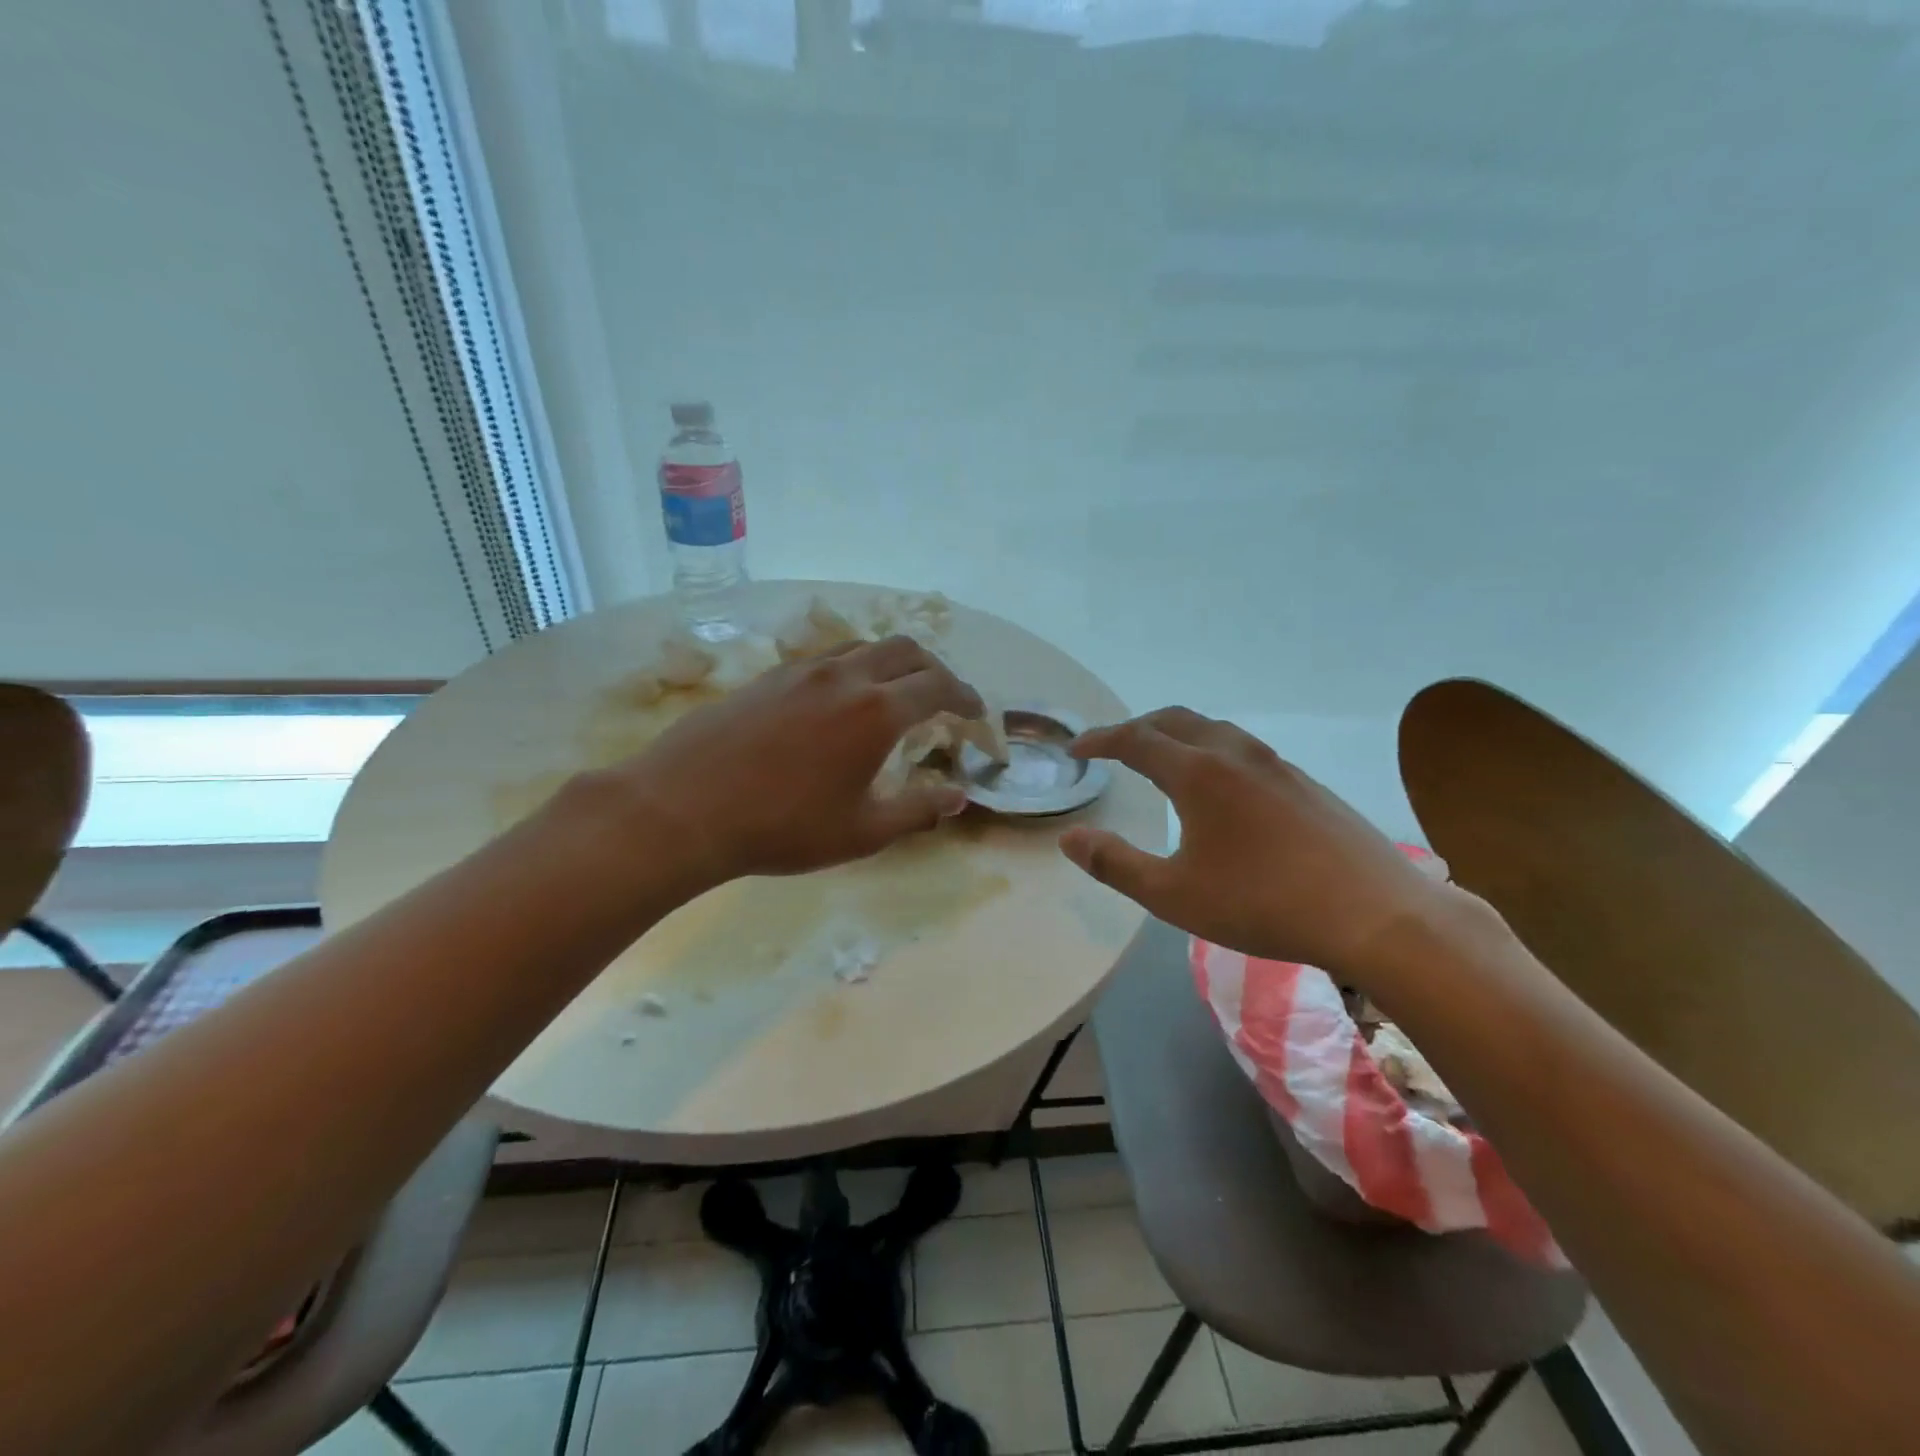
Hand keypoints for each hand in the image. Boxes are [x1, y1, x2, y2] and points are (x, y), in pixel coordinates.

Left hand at [605, 636, 982, 890]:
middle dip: (936, 670)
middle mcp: (845, 677)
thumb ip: (917, 810)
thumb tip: (958, 798)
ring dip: (893, 664)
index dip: (966, 698)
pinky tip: (840, 701)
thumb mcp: (861, 832)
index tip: (976, 715)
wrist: (683, 807)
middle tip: (944, 700)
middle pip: (906, 651)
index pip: (939, 687)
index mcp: (877, 712)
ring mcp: (803, 670)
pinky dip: (854, 668)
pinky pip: (827, 657)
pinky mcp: (770, 676)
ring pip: (864, 647)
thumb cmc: (782, 827)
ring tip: (895, 695)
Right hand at [1058, 707, 1454, 975]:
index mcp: (1197, 773)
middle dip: (1136, 728)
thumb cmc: (1262, 903)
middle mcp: (1235, 754)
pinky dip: (1211, 749)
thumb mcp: (1173, 894)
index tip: (1076, 748)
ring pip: (1213, 729)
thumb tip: (1070, 839)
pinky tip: (1220, 786)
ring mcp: (1276, 764)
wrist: (1375, 913)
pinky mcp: (1305, 782)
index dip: (1100, 740)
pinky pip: (1243, 748)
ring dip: (1176, 734)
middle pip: (1175, 721)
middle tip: (1112, 747)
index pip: (1135, 739)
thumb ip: (1115, 864)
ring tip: (1161, 759)